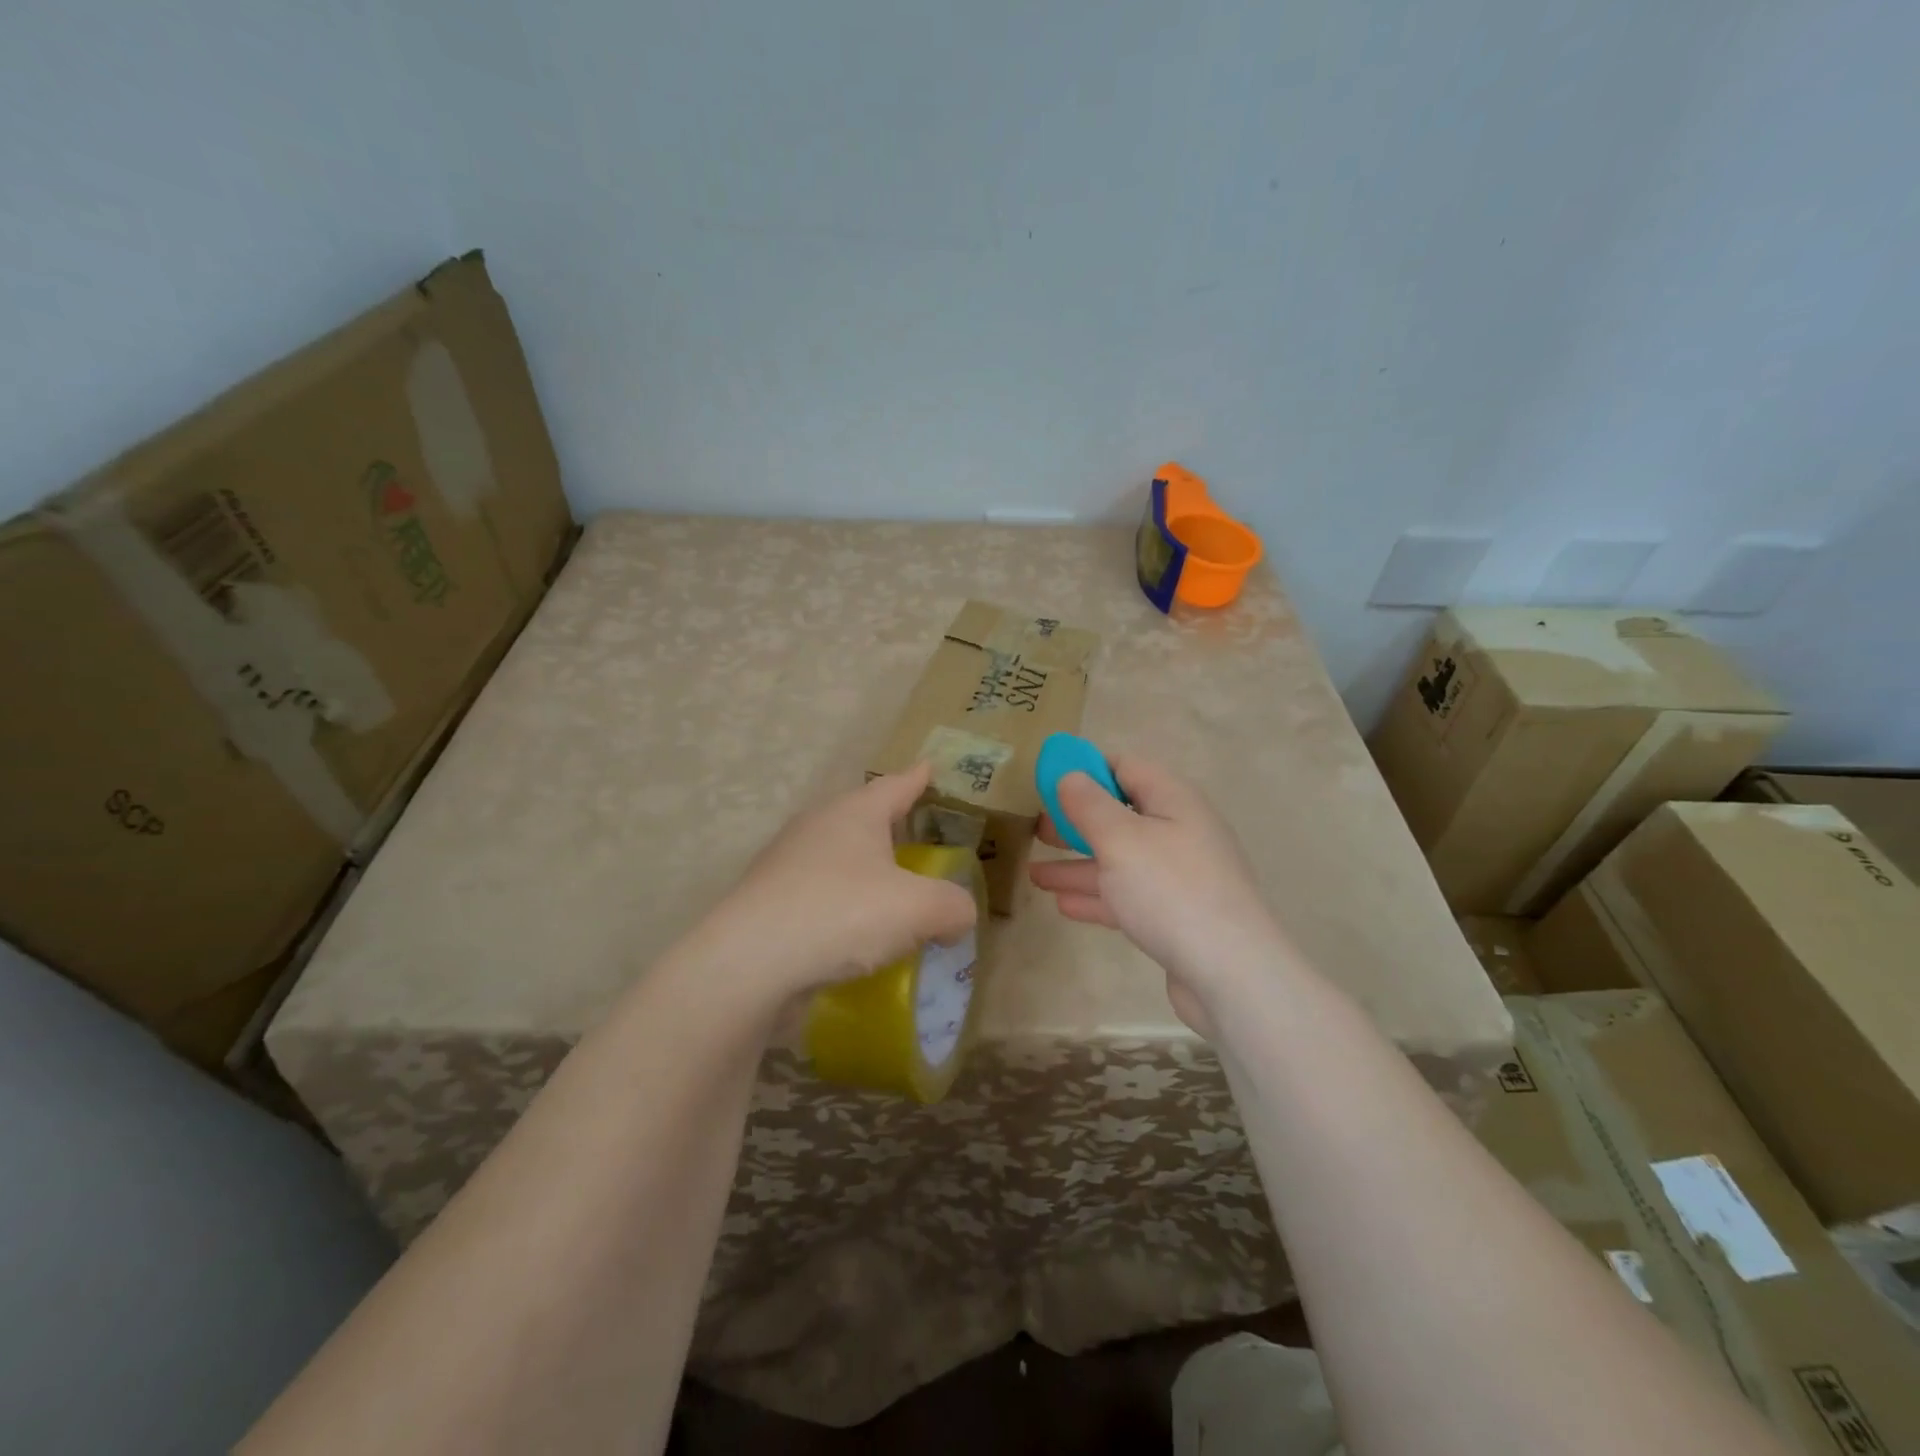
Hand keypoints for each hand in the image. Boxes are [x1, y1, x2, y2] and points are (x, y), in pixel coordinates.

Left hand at [691, 762, 978, 1005]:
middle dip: (890, 824)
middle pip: (862, 816)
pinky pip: (818, 892)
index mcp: (855, 812)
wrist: (748, 962)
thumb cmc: (841, 914)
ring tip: (889, 890)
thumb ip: (952, 907)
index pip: (896, 785)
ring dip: (864, 869)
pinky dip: (842, 904)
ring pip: (838, 856)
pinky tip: (854, 933)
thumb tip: (957, 915)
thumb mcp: (918, 909)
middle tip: (916, 836)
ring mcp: (786, 863)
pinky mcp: (768, 901)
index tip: (929, 767)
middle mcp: (818, 827)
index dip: (918, 779)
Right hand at [1028, 753, 1287, 1034]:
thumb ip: (1090, 805)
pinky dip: (1097, 896)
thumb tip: (1071, 775)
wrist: (1231, 973)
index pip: (1126, 767)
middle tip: (1036, 829)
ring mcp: (1179, 877)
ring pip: (1120, 860)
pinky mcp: (1175, 915)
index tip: (1046, 781)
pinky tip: (1063, 905)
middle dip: (1076, 821)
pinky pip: (1128, 896)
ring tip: (1034, 873)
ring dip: (1078, 864)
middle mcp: (1179, 832)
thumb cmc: (1170, 891)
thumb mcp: (1121, 839)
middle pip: (1121, 815)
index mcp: (1173, 800)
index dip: (1086, 769)